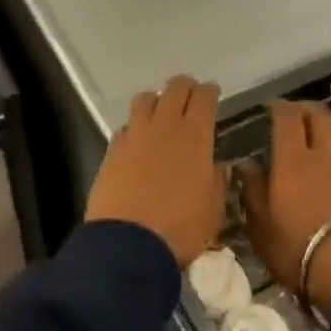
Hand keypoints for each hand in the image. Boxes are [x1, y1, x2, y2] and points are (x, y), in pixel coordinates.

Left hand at [86, 76, 226, 268]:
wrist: (129, 243)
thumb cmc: (181, 228)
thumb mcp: (213, 209)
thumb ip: (216, 181)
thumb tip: (217, 166)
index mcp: (195, 136)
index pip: (204, 98)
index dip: (209, 92)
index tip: (212, 92)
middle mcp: (165, 126)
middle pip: (175, 88)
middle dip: (185, 86)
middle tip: (190, 94)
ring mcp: (135, 135)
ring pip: (145, 99)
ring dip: (156, 99)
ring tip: (161, 111)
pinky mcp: (113, 149)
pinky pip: (126, 125)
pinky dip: (135, 126)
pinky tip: (138, 139)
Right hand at [243, 100, 330, 316]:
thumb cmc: (295, 247)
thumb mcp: (260, 224)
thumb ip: (252, 189)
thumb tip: (246, 166)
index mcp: (292, 159)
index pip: (287, 117)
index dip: (278, 107)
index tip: (269, 107)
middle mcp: (322, 156)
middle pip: (320, 117)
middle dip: (305, 110)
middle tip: (292, 115)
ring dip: (326, 126)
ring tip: (315, 134)